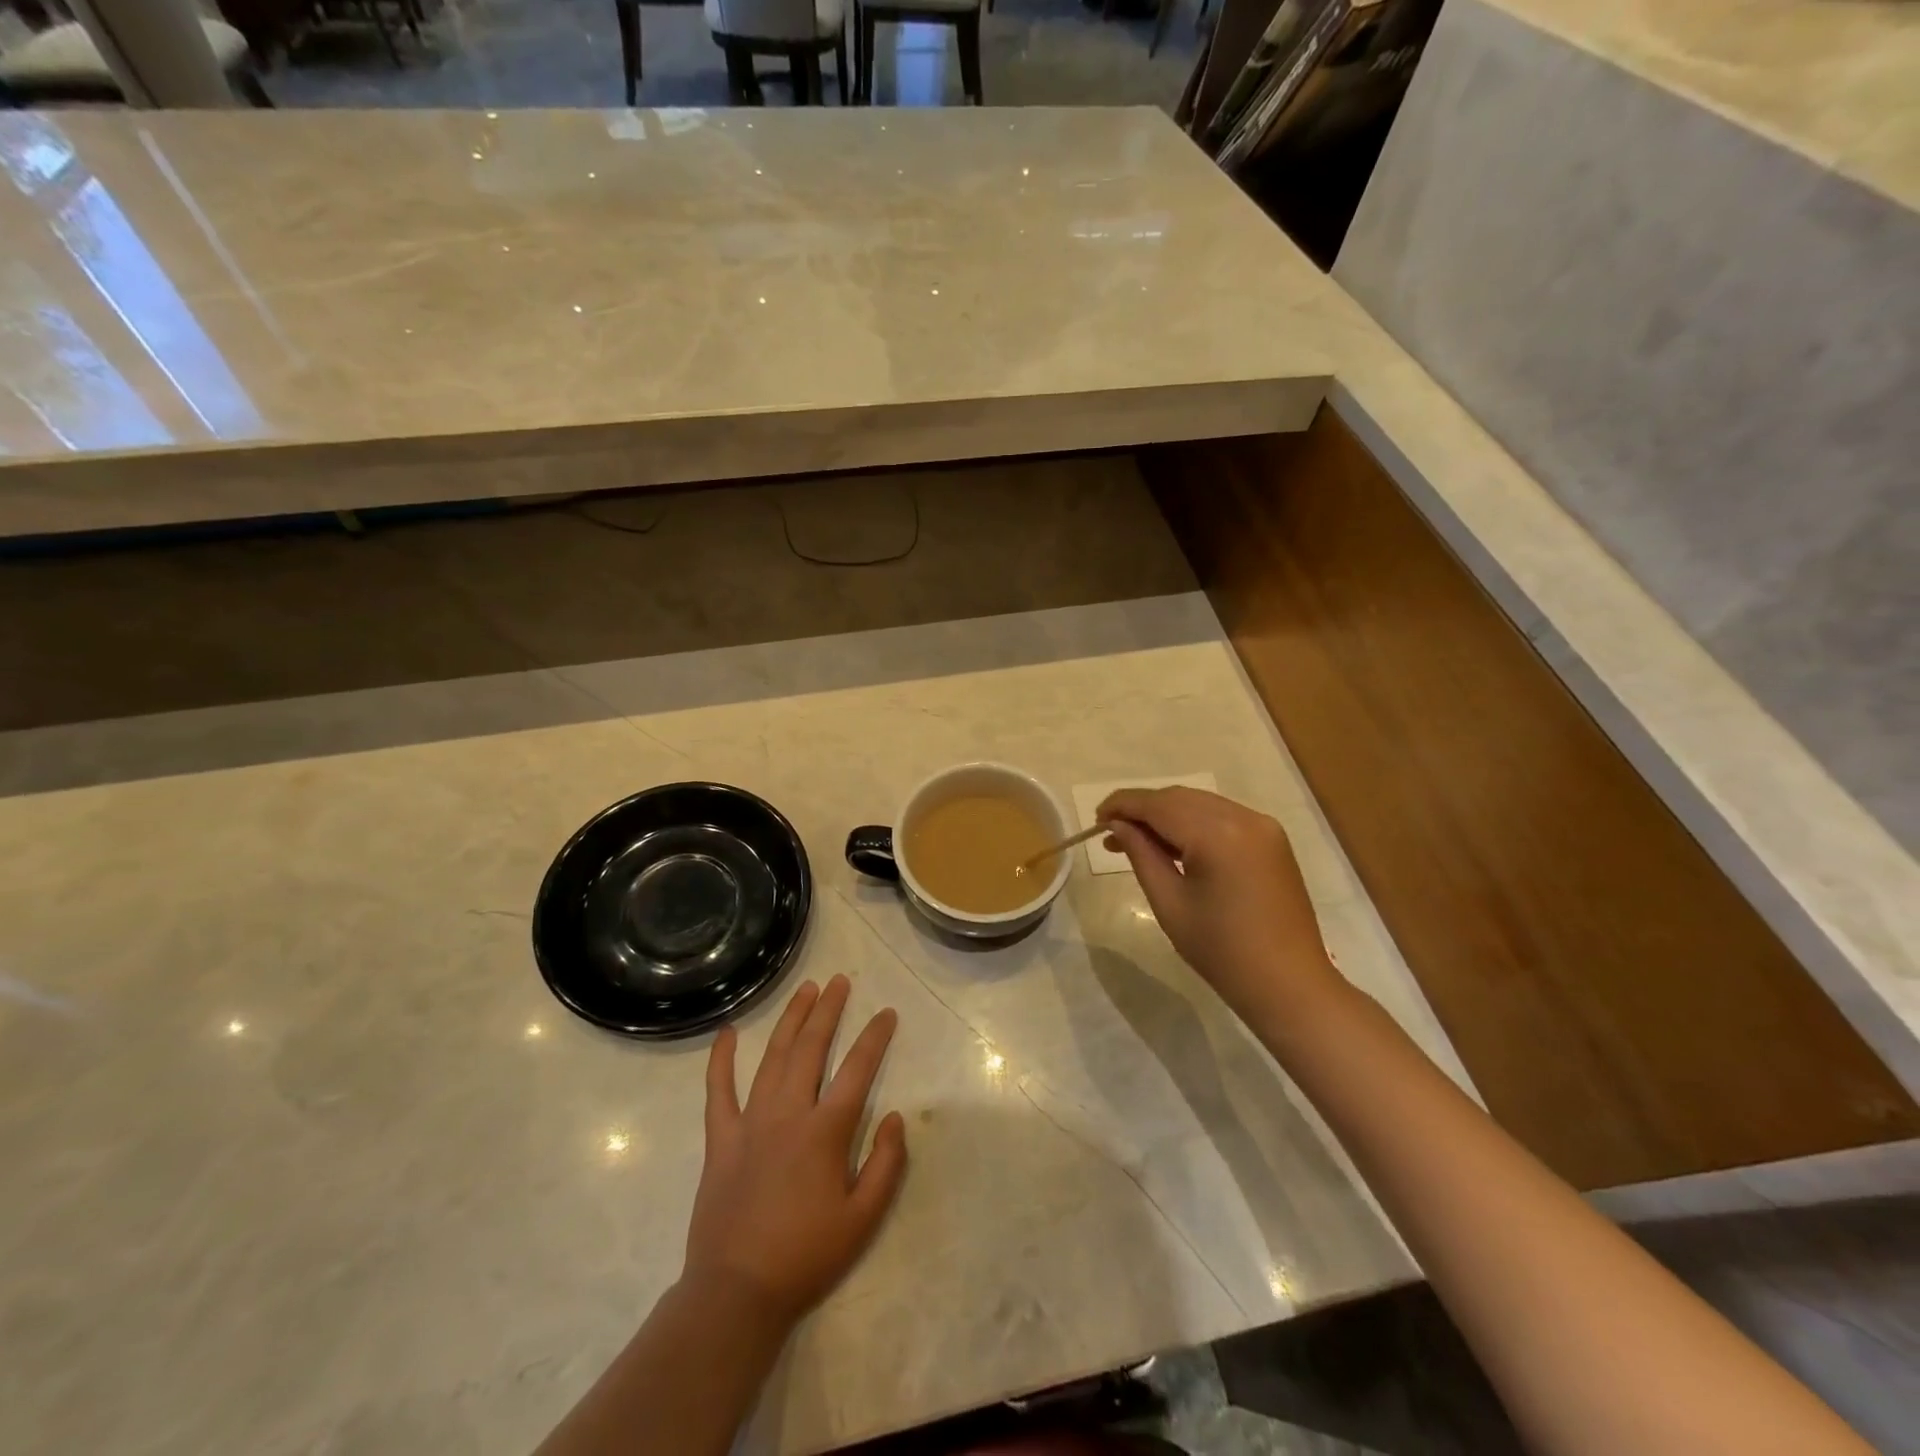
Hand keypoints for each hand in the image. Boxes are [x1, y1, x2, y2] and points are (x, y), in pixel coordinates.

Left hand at [684, 975, 907, 1327]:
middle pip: (811, 1048)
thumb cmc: (806, 1255)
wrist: (737, 1293)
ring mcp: (750, 1122)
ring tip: (806, 990)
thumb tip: (895, 1116)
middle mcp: (788, 1113)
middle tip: (840, 982)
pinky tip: (727, 1032)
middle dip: (828, 1010)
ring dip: (791, 1020)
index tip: (886, 1013)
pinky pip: (718, 1090)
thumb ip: (886, 1164)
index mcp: (825, 1132)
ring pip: (772, 1057)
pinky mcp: (721, 1138)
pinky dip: (721, 1059)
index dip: (874, 1037)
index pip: (857, 1069)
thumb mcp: (864, 1219)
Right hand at [1097, 787, 1339, 1021]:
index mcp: (1218, 834)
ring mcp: (1263, 826)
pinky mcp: (1271, 839)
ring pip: (1200, 804)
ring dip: (1166, 815)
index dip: (1122, 805)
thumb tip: (1117, 825)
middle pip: (1179, 797)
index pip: (1158, 804)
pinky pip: (1222, 817)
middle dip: (1142, 809)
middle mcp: (1244, 818)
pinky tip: (1174, 845)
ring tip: (1136, 841)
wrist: (1289, 985)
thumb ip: (1141, 854)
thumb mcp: (1169, 903)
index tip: (1095, 820)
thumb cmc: (1222, 951)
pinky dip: (1193, 823)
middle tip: (1110, 834)